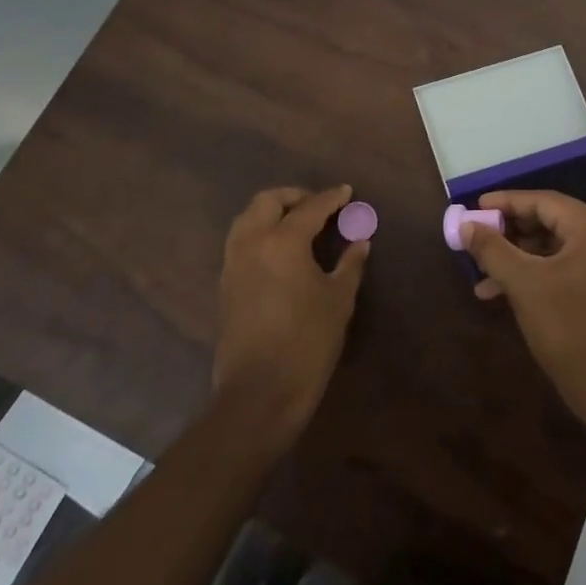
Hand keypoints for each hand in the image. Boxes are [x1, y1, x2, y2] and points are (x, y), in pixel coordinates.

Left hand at [212, 185, 368, 445]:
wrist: (259, 392)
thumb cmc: (307, 343)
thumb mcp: (339, 301)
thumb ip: (350, 265)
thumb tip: (360, 242)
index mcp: (283, 241)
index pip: (310, 208)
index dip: (331, 198)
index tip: (346, 191)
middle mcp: (252, 243)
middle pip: (267, 201)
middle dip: (294, 196)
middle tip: (318, 205)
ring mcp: (233, 263)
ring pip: (247, 218)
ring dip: (271, 212)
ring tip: (297, 224)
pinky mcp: (225, 284)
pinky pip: (240, 241)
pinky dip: (259, 232)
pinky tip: (279, 251)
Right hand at [462, 190, 585, 439]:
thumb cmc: (569, 329)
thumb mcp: (523, 284)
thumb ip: (492, 249)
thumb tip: (467, 225)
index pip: (544, 201)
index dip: (506, 203)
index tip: (475, 207)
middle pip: (552, 221)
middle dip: (511, 233)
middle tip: (479, 240)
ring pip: (559, 248)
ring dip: (521, 259)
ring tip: (485, 277)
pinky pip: (571, 267)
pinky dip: (541, 274)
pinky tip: (510, 294)